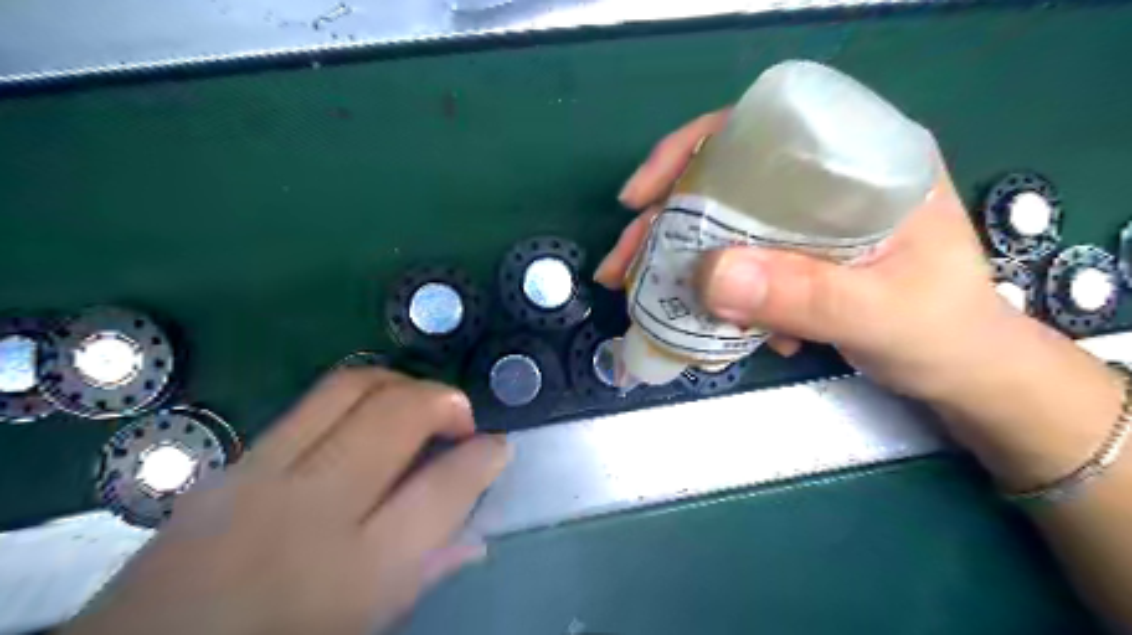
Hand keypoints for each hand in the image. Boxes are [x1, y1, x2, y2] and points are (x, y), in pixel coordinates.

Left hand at [66, 369, 510, 634]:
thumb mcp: (363, 628)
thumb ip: (424, 575)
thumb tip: (477, 535)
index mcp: (355, 571)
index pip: (442, 488)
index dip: (484, 457)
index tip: (499, 446)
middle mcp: (311, 508)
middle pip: (396, 415)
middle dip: (445, 400)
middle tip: (460, 419)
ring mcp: (263, 474)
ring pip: (352, 386)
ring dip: (402, 384)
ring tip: (418, 406)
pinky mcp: (234, 460)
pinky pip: (312, 401)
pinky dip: (358, 396)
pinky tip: (367, 421)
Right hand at [596, 108, 1022, 401]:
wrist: (963, 371)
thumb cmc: (944, 332)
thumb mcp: (880, 313)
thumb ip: (804, 295)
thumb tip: (708, 275)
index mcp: (860, 159)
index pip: (759, 126)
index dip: (689, 150)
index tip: (641, 197)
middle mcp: (825, 177)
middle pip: (723, 179)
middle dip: (664, 221)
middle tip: (621, 263)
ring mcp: (805, 217)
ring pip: (721, 221)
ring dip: (677, 259)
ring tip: (640, 293)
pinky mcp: (793, 253)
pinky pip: (734, 258)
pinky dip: (711, 287)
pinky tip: (714, 320)